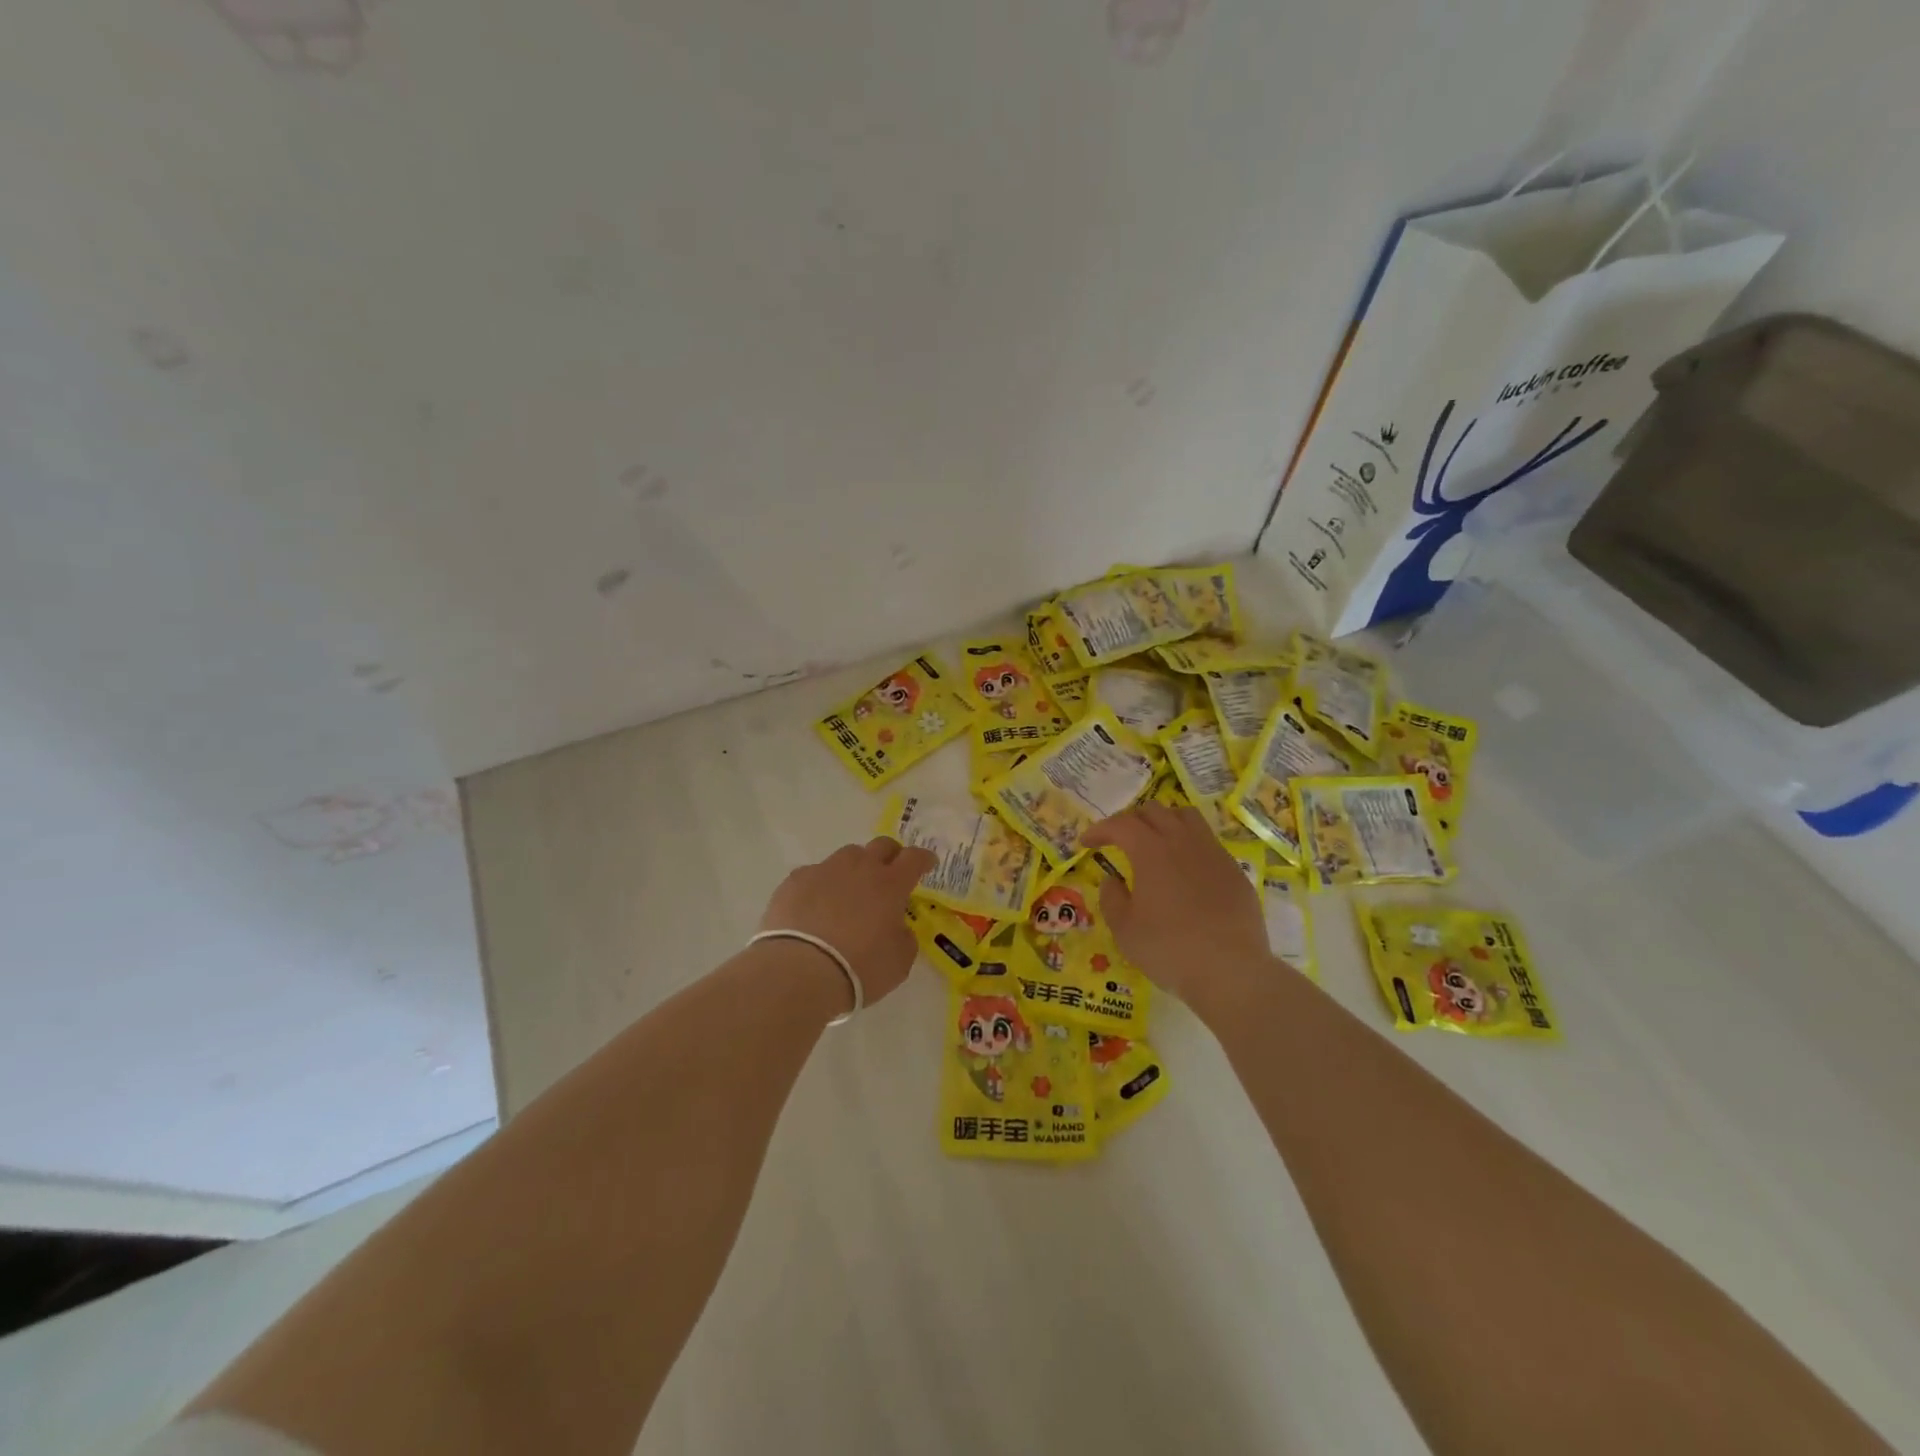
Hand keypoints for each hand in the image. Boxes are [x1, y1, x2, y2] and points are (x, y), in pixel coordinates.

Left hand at [759, 837, 936, 1007]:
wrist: (800, 971)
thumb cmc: (860, 968)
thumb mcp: (899, 961)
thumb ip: (904, 936)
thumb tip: (896, 926)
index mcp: (890, 884)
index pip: (914, 858)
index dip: (924, 859)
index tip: (928, 863)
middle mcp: (860, 868)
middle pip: (881, 845)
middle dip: (891, 855)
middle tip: (890, 872)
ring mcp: (825, 870)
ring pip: (846, 856)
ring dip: (854, 869)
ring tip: (849, 892)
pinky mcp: (795, 880)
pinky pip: (814, 874)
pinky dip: (821, 886)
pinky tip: (815, 907)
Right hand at [1082, 804, 1271, 1011]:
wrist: (1231, 970)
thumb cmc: (1169, 949)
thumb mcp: (1124, 929)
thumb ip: (1111, 898)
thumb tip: (1113, 880)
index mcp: (1151, 851)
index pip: (1121, 824)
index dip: (1100, 829)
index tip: (1086, 842)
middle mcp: (1183, 842)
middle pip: (1154, 811)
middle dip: (1130, 820)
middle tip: (1118, 840)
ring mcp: (1213, 853)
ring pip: (1186, 817)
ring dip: (1164, 821)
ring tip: (1155, 841)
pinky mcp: (1234, 870)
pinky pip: (1208, 842)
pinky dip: (1189, 844)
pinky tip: (1186, 869)